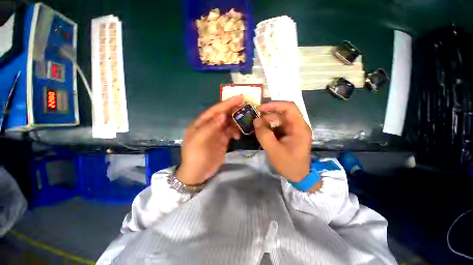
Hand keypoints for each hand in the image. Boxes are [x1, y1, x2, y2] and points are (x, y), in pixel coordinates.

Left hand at [176, 95, 243, 184]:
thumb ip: (210, 127)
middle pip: (223, 114)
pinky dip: (236, 131)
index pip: (215, 110)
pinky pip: (231, 131)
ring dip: (236, 121)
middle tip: (246, 107)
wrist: (198, 173)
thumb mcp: (198, 142)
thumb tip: (223, 114)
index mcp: (201, 123)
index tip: (239, 98)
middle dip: (234, 109)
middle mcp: (210, 125)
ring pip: (229, 122)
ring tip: (245, 121)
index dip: (227, 103)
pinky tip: (238, 136)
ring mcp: (217, 132)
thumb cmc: (195, 157)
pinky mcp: (223, 140)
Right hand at [253, 101, 311, 181]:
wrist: (299, 176)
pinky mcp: (288, 134)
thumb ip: (264, 135)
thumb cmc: (289, 164)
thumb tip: (256, 120)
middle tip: (255, 122)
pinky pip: (277, 127)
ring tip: (257, 129)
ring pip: (278, 120)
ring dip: (267, 123)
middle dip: (267, 116)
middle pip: (282, 113)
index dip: (274, 104)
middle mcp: (297, 126)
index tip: (260, 108)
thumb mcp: (274, 150)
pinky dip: (269, 128)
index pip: (289, 107)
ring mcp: (293, 130)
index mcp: (299, 127)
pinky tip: (262, 133)